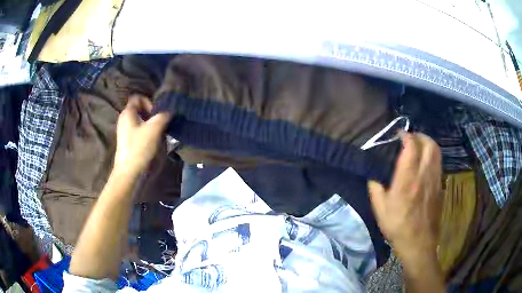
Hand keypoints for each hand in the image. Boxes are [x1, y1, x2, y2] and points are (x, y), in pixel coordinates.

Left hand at [114, 96, 170, 176]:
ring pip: (140, 120)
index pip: (138, 97)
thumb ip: (163, 116)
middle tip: (160, 123)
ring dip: (150, 123)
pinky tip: (152, 141)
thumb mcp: (154, 129)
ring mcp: (125, 130)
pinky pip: (138, 129)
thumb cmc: (139, 148)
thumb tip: (170, 110)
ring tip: (159, 132)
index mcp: (127, 112)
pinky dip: (146, 132)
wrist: (129, 172)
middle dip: (152, 113)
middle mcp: (124, 118)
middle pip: (139, 109)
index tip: (156, 113)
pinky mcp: (127, 140)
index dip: (149, 101)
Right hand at [368, 133, 441, 264]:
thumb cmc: (398, 226)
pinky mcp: (439, 186)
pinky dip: (432, 155)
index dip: (405, 136)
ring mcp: (434, 180)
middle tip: (410, 138)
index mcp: (408, 180)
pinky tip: (425, 163)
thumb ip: (375, 188)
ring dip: (428, 143)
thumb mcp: (380, 210)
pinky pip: (438, 162)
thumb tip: (372, 174)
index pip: (411, 148)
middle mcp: (424, 175)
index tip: (399, 135)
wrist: (418, 242)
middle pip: (429, 144)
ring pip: (436, 152)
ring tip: (419, 147)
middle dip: (420, 136)